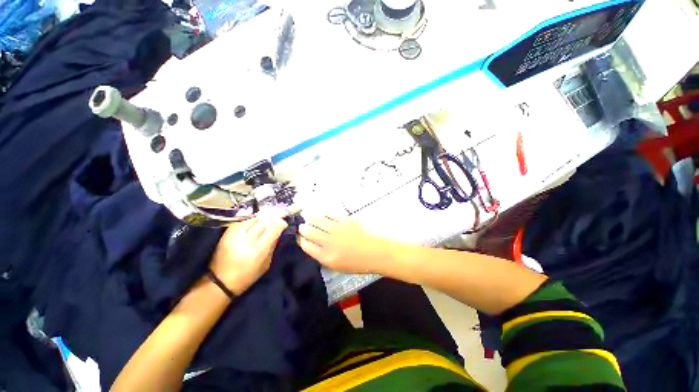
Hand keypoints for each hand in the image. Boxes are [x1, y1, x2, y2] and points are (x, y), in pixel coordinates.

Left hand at [209, 213, 287, 294]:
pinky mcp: (227, 232)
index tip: (284, 224)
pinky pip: (244, 221)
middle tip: (279, 218)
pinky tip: (256, 223)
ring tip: (268, 219)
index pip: (273, 228)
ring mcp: (235, 234)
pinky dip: (252, 220)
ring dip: (263, 218)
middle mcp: (246, 239)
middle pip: (264, 220)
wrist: (220, 281)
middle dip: (274, 218)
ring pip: (254, 218)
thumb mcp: (266, 263)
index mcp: (258, 249)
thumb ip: (273, 245)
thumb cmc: (247, 275)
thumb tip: (278, 232)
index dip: (281, 223)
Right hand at [297, 214, 391, 273]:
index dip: (301, 240)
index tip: (300, 237)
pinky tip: (322, 214)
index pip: (306, 245)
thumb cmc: (356, 263)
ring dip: (310, 218)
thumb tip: (312, 244)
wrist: (375, 252)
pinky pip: (329, 214)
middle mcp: (328, 242)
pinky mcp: (345, 220)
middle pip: (309, 231)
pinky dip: (323, 214)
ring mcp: (336, 229)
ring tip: (307, 216)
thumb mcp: (336, 266)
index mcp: (326, 256)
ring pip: (317, 220)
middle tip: (303, 226)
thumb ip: (322, 256)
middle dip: (303, 228)